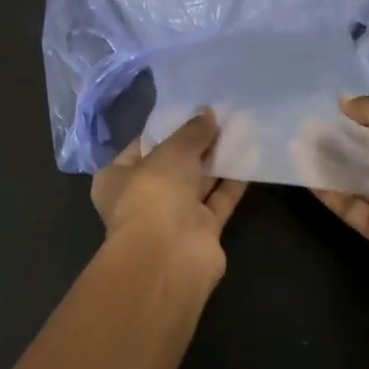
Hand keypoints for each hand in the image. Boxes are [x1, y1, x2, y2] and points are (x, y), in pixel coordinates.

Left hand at [92, 110, 247, 297]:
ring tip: (240, 128)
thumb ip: (192, 132)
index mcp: (117, 179)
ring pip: (198, 182)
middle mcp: (143, 198)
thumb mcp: (171, 152)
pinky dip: (233, 181)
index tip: (188, 110)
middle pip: (172, 165)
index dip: (163, 129)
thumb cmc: (153, 195)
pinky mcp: (202, 231)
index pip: (140, 147)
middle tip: (221, 115)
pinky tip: (251, 156)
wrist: (169, 257)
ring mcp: (173, 217)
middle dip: (195, 144)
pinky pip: (219, 200)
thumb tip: (208, 113)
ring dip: (217, 160)